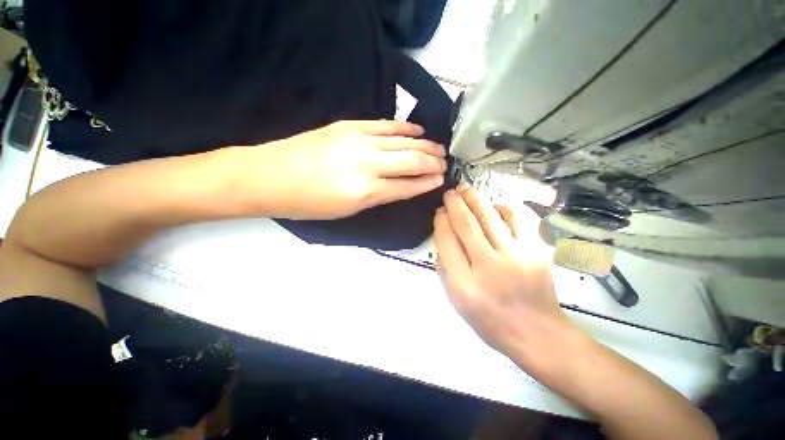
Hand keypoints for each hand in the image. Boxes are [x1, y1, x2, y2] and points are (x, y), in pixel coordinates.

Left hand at [242, 120, 446, 218]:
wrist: (270, 176)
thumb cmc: (308, 203)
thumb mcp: (348, 210)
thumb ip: (378, 197)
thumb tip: (401, 186)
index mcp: (367, 192)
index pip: (408, 186)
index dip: (427, 183)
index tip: (440, 180)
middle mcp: (369, 164)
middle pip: (412, 160)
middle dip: (433, 162)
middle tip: (445, 164)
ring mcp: (360, 140)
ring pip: (404, 141)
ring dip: (425, 144)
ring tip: (438, 148)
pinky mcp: (350, 125)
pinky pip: (386, 125)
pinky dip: (405, 127)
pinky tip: (417, 130)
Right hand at [434, 184, 575, 362]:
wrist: (536, 333)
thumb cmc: (489, 320)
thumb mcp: (456, 301)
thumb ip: (444, 269)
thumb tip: (442, 237)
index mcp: (464, 282)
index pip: (447, 241)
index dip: (441, 221)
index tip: (439, 211)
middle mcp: (488, 266)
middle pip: (467, 224)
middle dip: (455, 203)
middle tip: (450, 193)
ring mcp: (515, 257)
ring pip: (490, 217)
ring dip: (475, 199)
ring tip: (466, 189)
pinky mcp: (537, 252)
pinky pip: (519, 220)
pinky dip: (506, 208)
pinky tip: (496, 205)